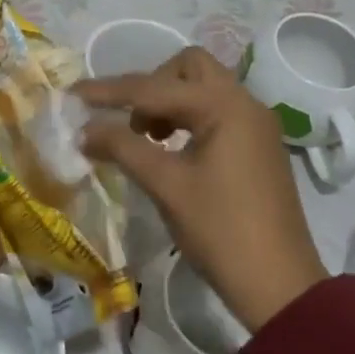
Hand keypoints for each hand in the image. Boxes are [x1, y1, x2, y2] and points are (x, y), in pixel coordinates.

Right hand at [77, 46, 325, 333]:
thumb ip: (122, 148)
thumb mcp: (166, 185)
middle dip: (152, 85)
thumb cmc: (220, 230)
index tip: (75, 94)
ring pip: (205, 88)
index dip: (110, 91)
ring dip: (170, 101)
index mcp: (224, 106)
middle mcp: (245, 103)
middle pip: (190, 68)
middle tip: (132, 122)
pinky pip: (218, 110)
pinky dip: (190, 117)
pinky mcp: (259, 146)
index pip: (154, 87)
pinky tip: (173, 149)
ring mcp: (256, 124)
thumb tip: (84, 130)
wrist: (279, 286)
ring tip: (149, 138)